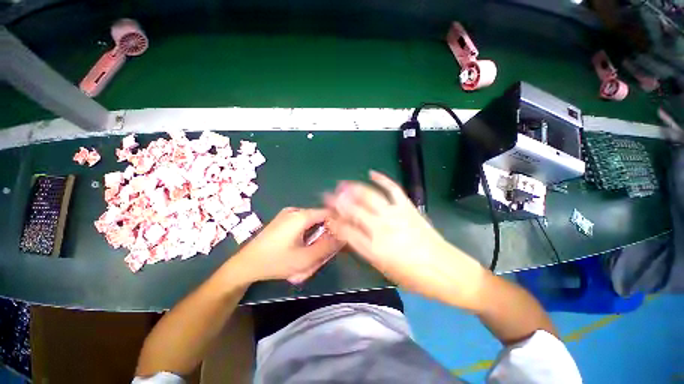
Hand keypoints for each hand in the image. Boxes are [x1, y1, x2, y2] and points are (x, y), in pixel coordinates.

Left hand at [231, 207, 342, 283]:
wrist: (246, 264)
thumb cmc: (275, 262)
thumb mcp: (305, 259)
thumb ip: (327, 247)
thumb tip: (343, 236)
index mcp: (301, 215)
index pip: (329, 212)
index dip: (337, 224)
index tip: (340, 238)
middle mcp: (296, 210)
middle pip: (320, 218)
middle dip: (324, 234)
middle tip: (321, 252)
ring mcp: (288, 214)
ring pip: (312, 222)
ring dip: (315, 236)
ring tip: (309, 253)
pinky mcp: (283, 219)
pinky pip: (303, 224)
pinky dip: (307, 235)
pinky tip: (300, 248)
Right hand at [325, 171, 486, 309]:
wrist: (446, 271)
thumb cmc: (413, 277)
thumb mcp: (383, 269)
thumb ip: (364, 249)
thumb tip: (348, 235)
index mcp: (374, 249)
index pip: (346, 230)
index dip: (334, 221)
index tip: (327, 215)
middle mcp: (382, 229)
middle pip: (354, 210)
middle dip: (337, 201)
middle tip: (327, 195)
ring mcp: (395, 214)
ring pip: (369, 196)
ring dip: (353, 188)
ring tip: (343, 184)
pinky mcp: (408, 207)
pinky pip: (392, 188)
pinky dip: (381, 179)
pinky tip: (372, 173)